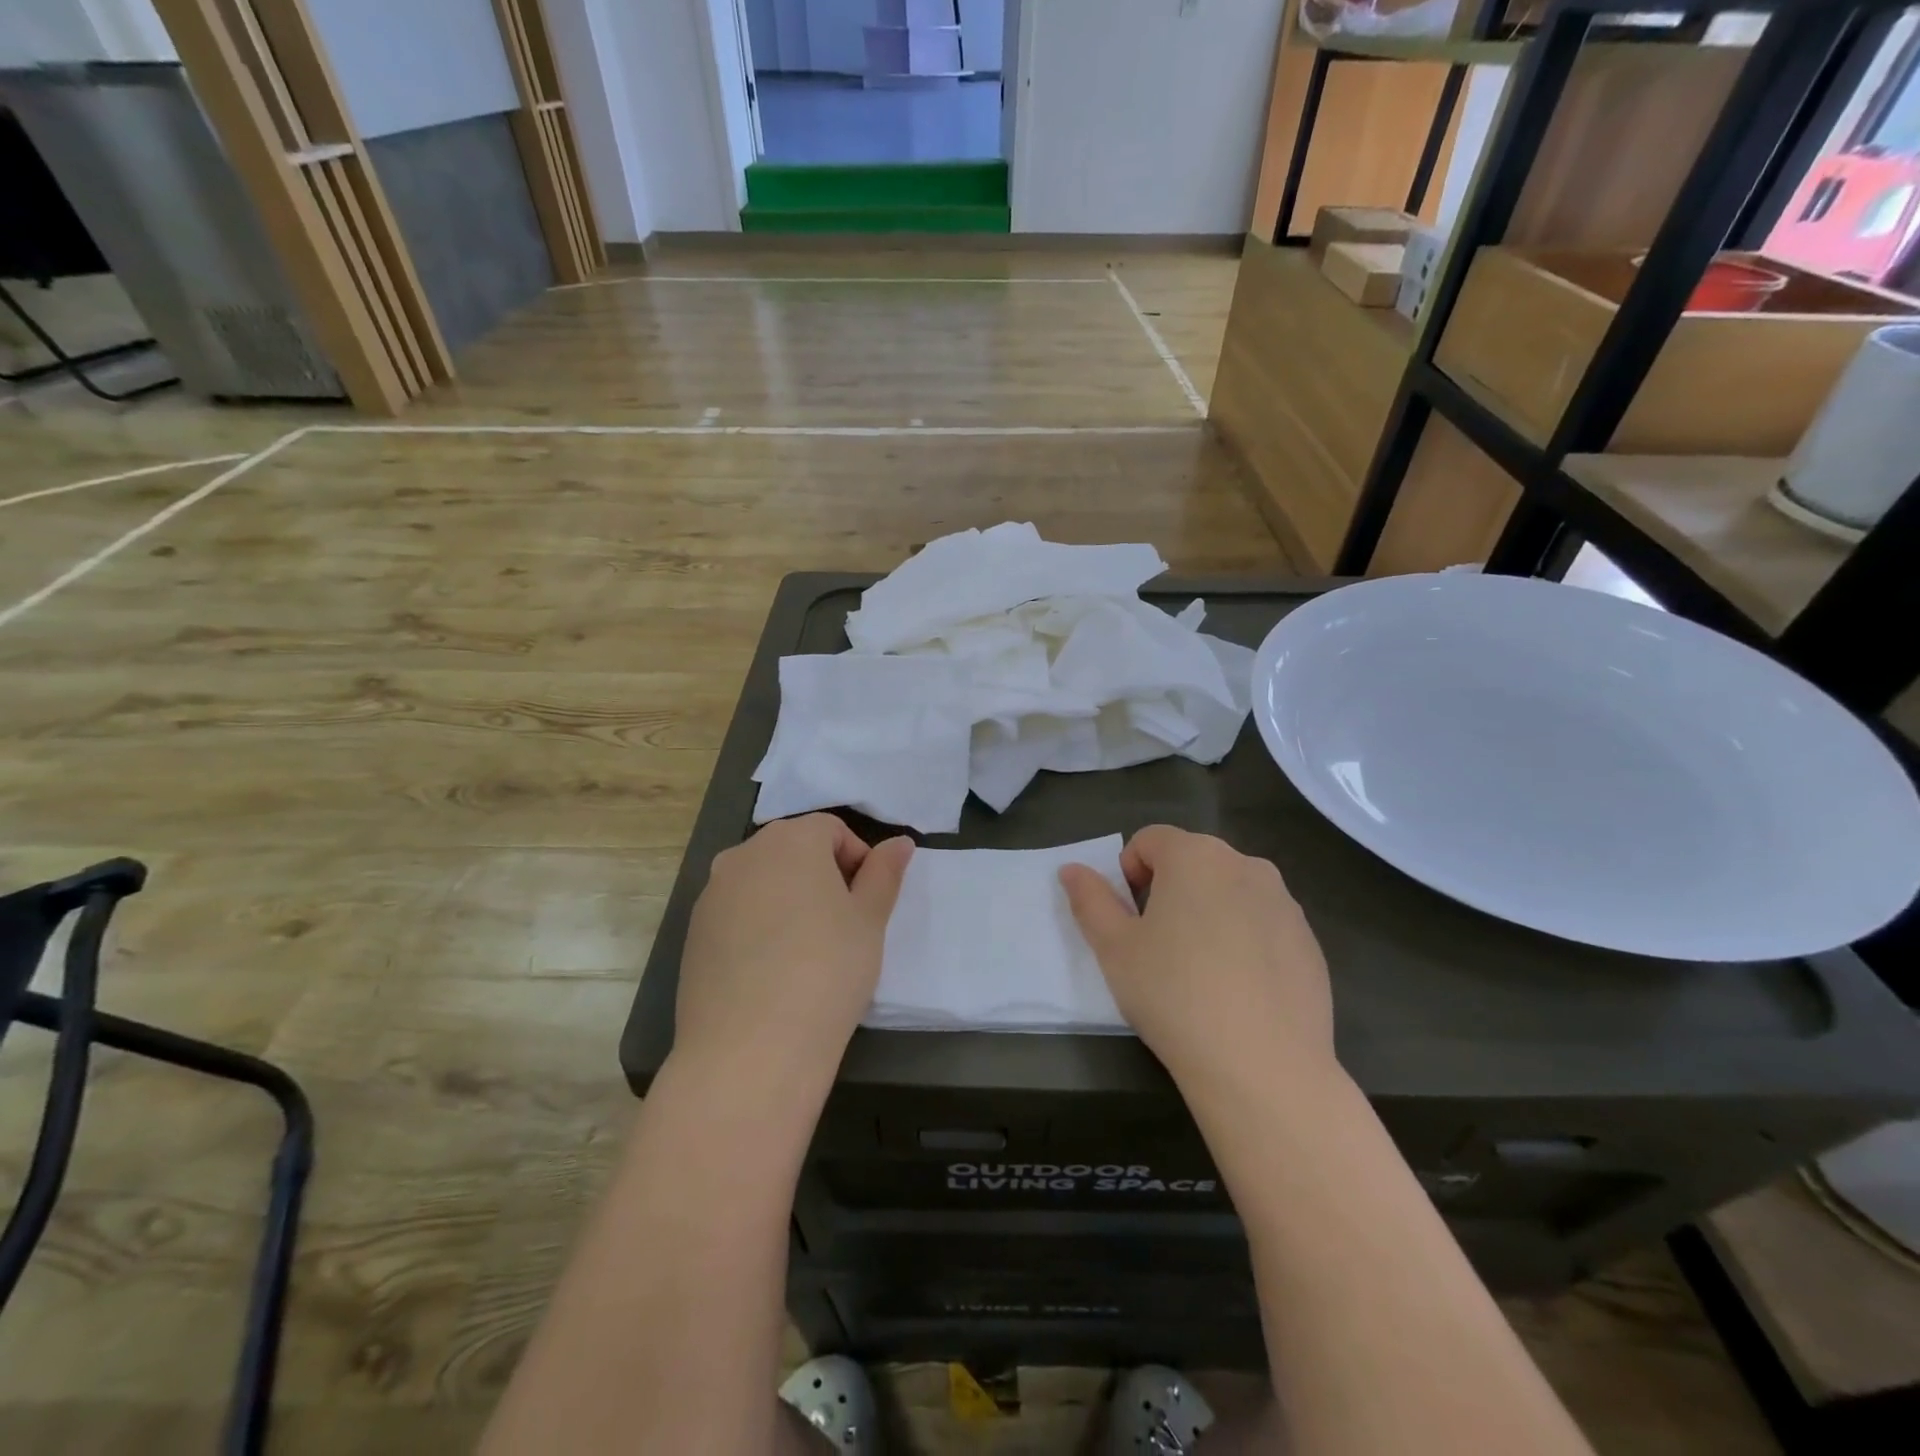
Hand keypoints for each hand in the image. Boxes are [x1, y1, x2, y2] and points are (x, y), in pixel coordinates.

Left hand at [674, 815, 912, 1088]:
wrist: (750, 1050)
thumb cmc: (827, 972)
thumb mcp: (869, 921)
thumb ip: (884, 874)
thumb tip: (899, 843)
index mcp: (791, 841)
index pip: (832, 829)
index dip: (858, 860)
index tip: (867, 904)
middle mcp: (744, 855)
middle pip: (793, 850)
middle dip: (823, 876)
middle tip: (844, 926)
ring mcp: (711, 894)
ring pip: (762, 882)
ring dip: (789, 900)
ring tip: (808, 951)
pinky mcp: (693, 934)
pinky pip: (736, 914)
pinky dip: (759, 927)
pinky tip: (773, 972)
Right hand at [1059, 826, 1334, 1086]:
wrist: (1263, 1067)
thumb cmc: (1174, 995)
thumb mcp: (1114, 948)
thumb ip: (1090, 900)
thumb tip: (1072, 870)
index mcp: (1196, 856)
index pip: (1150, 840)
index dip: (1129, 873)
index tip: (1130, 920)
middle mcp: (1246, 865)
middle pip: (1193, 861)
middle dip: (1169, 891)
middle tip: (1158, 946)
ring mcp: (1285, 904)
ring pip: (1230, 892)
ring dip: (1208, 913)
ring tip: (1199, 971)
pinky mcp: (1310, 942)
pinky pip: (1263, 925)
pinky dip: (1245, 941)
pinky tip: (1238, 991)